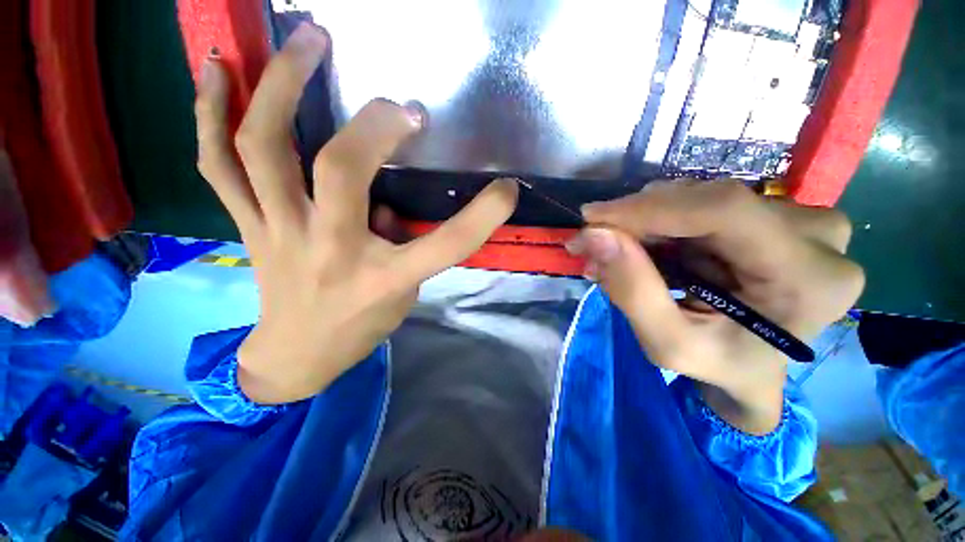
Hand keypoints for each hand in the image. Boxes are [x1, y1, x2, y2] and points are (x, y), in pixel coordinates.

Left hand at [194, 24, 517, 403]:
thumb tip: (384, 198)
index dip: (484, 216)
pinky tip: (218, 69)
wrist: (297, 356)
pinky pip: (216, 163)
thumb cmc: (360, 328)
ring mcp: (279, 232)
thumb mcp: (402, 297)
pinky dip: (210, 113)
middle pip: (342, 169)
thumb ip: (401, 244)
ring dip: (283, 86)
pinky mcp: (247, 225)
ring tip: (305, 41)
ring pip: (265, 147)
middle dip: (374, 123)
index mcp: (383, 278)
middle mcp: (329, 249)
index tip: (507, 189)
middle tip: (398, 101)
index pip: (445, 245)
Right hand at [566, 181, 863, 433]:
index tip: (592, 218)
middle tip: (591, 242)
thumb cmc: (717, 366)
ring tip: (612, 252)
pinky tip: (639, 247)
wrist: (754, 369)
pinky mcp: (772, 216)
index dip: (649, 208)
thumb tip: (594, 235)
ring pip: (697, 199)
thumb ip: (632, 290)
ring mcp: (798, 220)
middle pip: (705, 201)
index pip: (723, 211)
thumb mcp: (668, 344)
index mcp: (809, 278)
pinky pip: (700, 205)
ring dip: (643, 223)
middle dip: (635, 219)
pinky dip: (658, 224)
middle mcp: (816, 236)